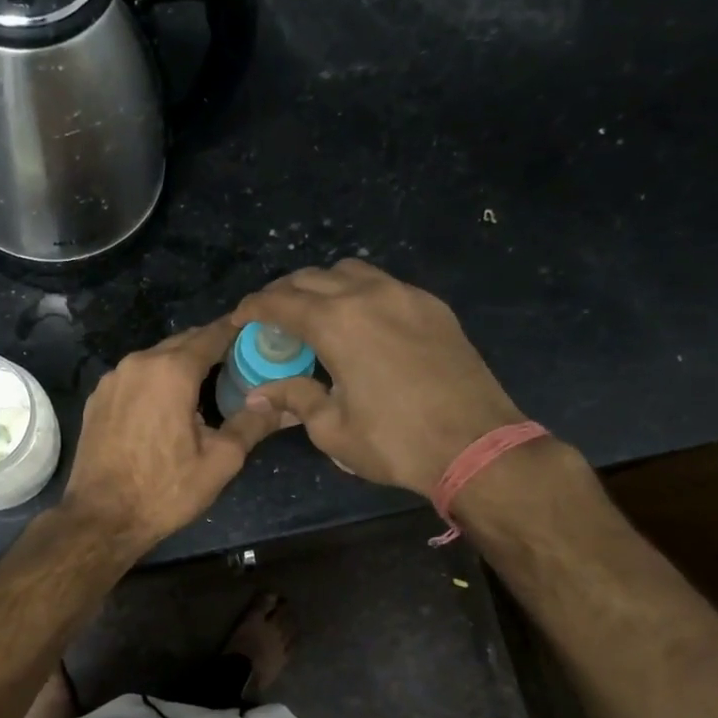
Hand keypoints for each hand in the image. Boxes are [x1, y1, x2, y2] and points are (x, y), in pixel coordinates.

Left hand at [62, 317, 286, 554]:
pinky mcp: (97, 398)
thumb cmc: (165, 489)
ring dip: (181, 364)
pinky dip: (156, 380)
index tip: (257, 332)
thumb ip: (252, 423)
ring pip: (156, 358)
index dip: (236, 331)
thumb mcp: (220, 460)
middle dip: (210, 347)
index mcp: (172, 371)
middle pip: (182, 343)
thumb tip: (283, 404)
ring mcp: (113, 379)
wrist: (100, 518)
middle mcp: (138, 363)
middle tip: (239, 361)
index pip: (211, 335)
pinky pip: (135, 377)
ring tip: (207, 383)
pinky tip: (167, 403)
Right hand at [233, 259, 525, 495]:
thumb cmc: (395, 442)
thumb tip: (260, 393)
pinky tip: (360, 322)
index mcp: (337, 323)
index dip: (253, 307)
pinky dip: (359, 293)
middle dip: (284, 293)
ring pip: (351, 271)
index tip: (240, 318)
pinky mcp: (433, 307)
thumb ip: (294, 398)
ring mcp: (406, 296)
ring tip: (315, 314)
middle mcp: (369, 295)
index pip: (281, 301)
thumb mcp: (332, 429)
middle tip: (272, 318)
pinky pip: (385, 284)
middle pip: (312, 277)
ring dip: (323, 286)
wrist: (477, 446)